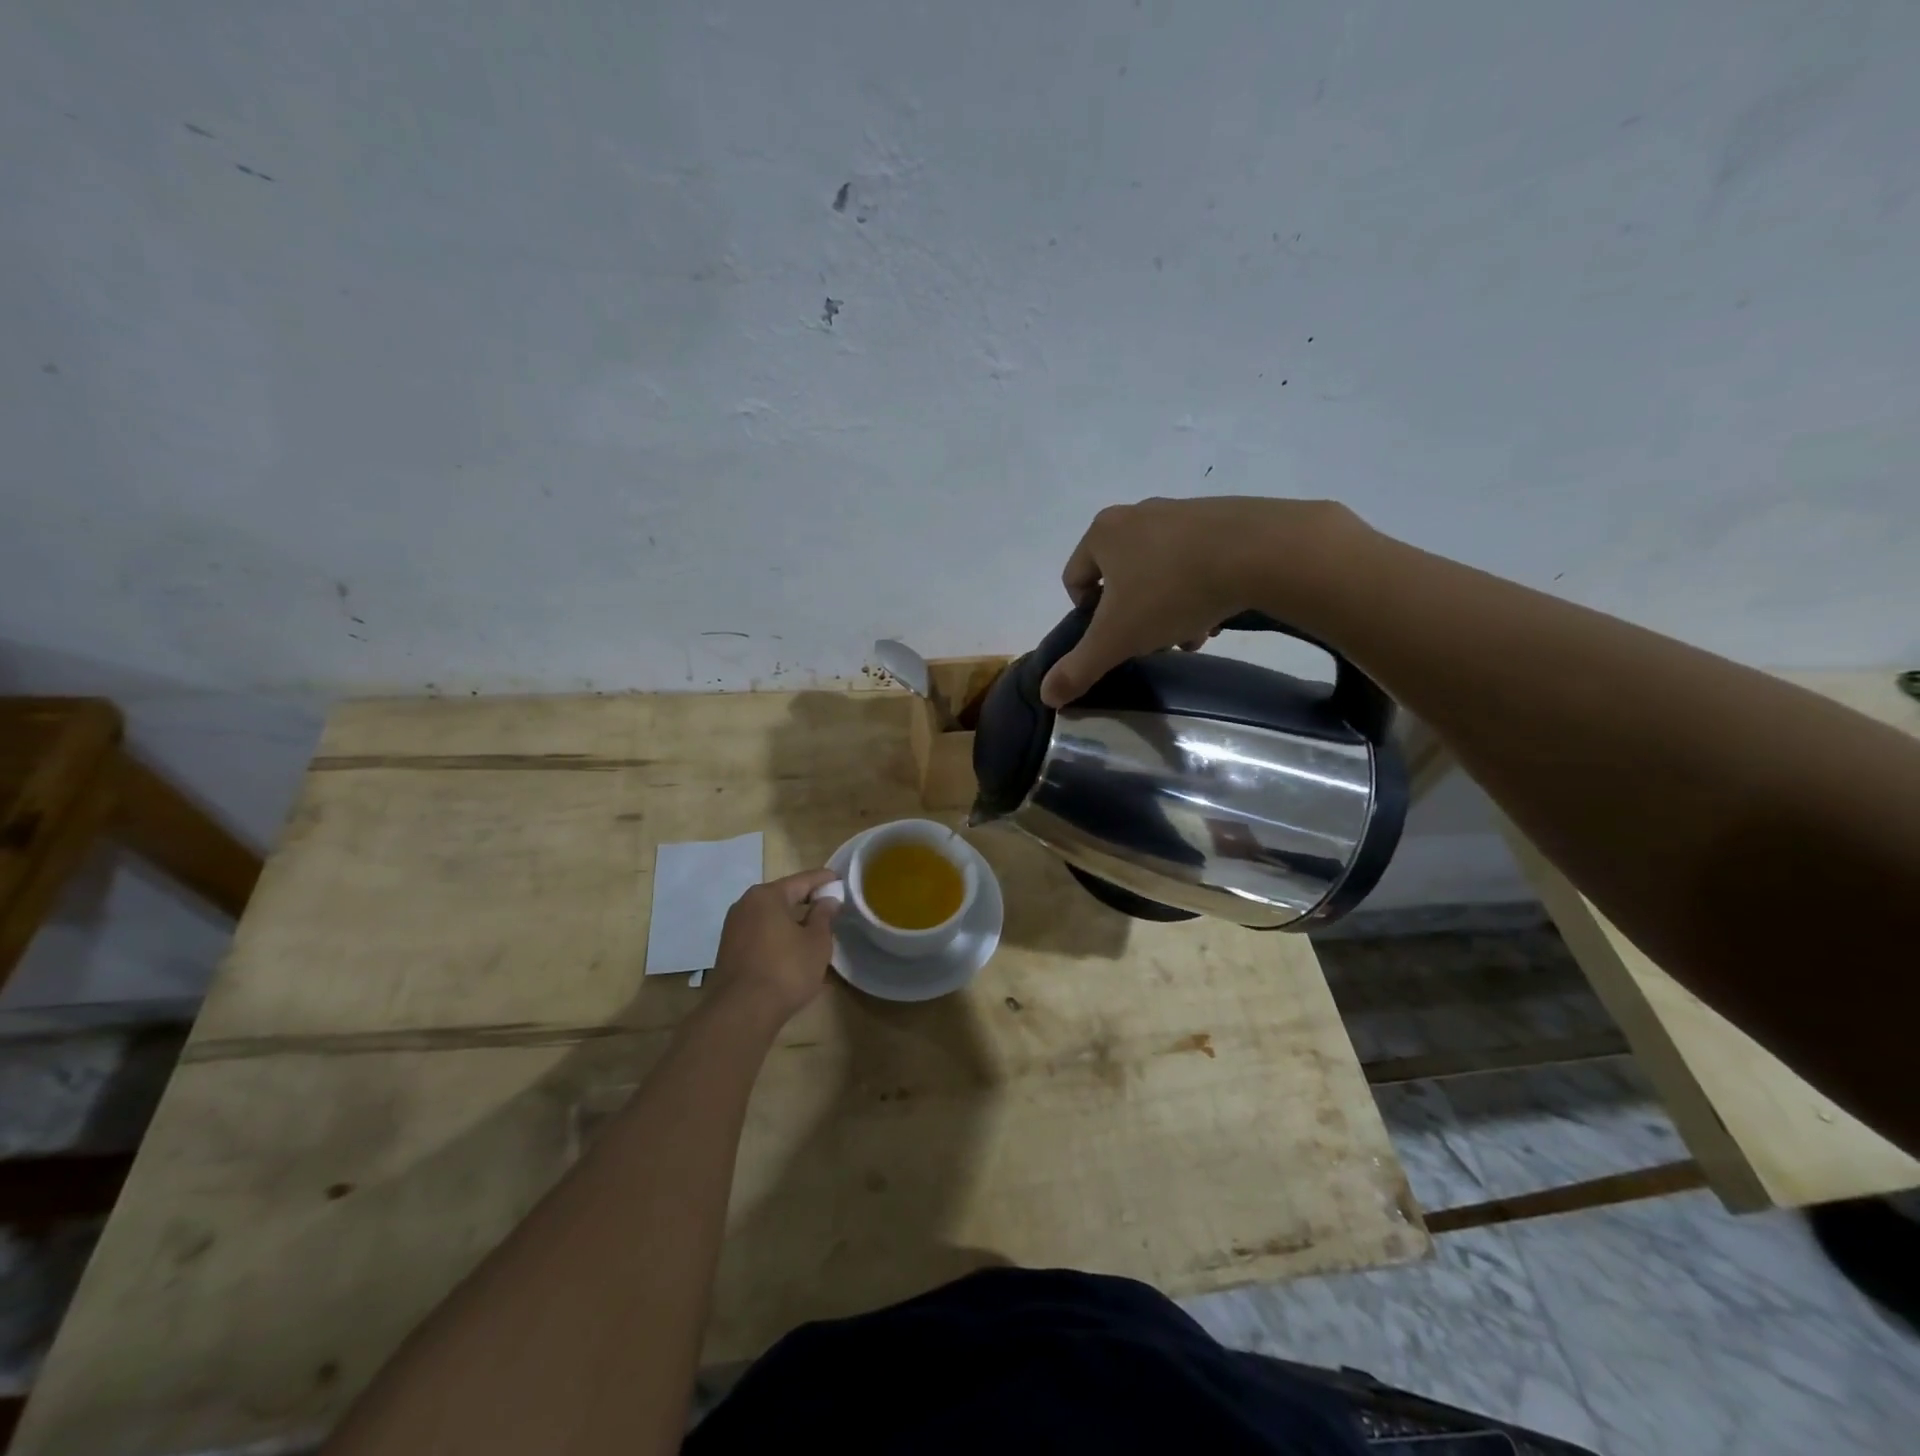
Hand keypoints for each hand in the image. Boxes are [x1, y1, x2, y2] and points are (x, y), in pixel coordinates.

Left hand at [708, 869, 841, 1024]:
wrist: (741, 1012)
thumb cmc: (786, 970)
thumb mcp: (816, 942)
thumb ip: (824, 916)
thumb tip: (828, 900)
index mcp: (767, 896)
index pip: (802, 880)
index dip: (824, 880)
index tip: (841, 880)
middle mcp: (745, 905)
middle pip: (783, 896)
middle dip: (807, 900)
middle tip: (830, 906)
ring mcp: (733, 928)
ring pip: (770, 916)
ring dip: (792, 921)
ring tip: (814, 929)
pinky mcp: (729, 950)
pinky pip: (760, 933)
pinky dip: (778, 935)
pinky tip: (793, 948)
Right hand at [1039, 496, 1365, 706]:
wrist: (1260, 552)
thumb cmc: (1171, 591)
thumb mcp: (1117, 638)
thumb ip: (1079, 668)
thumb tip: (1046, 696)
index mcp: (1103, 534)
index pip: (1075, 578)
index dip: (1087, 615)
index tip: (1114, 637)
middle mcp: (1137, 514)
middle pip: (1120, 577)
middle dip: (1134, 615)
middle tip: (1154, 641)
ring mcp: (1180, 511)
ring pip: (1159, 571)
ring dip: (1167, 607)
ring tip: (1191, 634)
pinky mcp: (1221, 516)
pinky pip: (1195, 559)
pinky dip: (1198, 587)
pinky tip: (1216, 611)